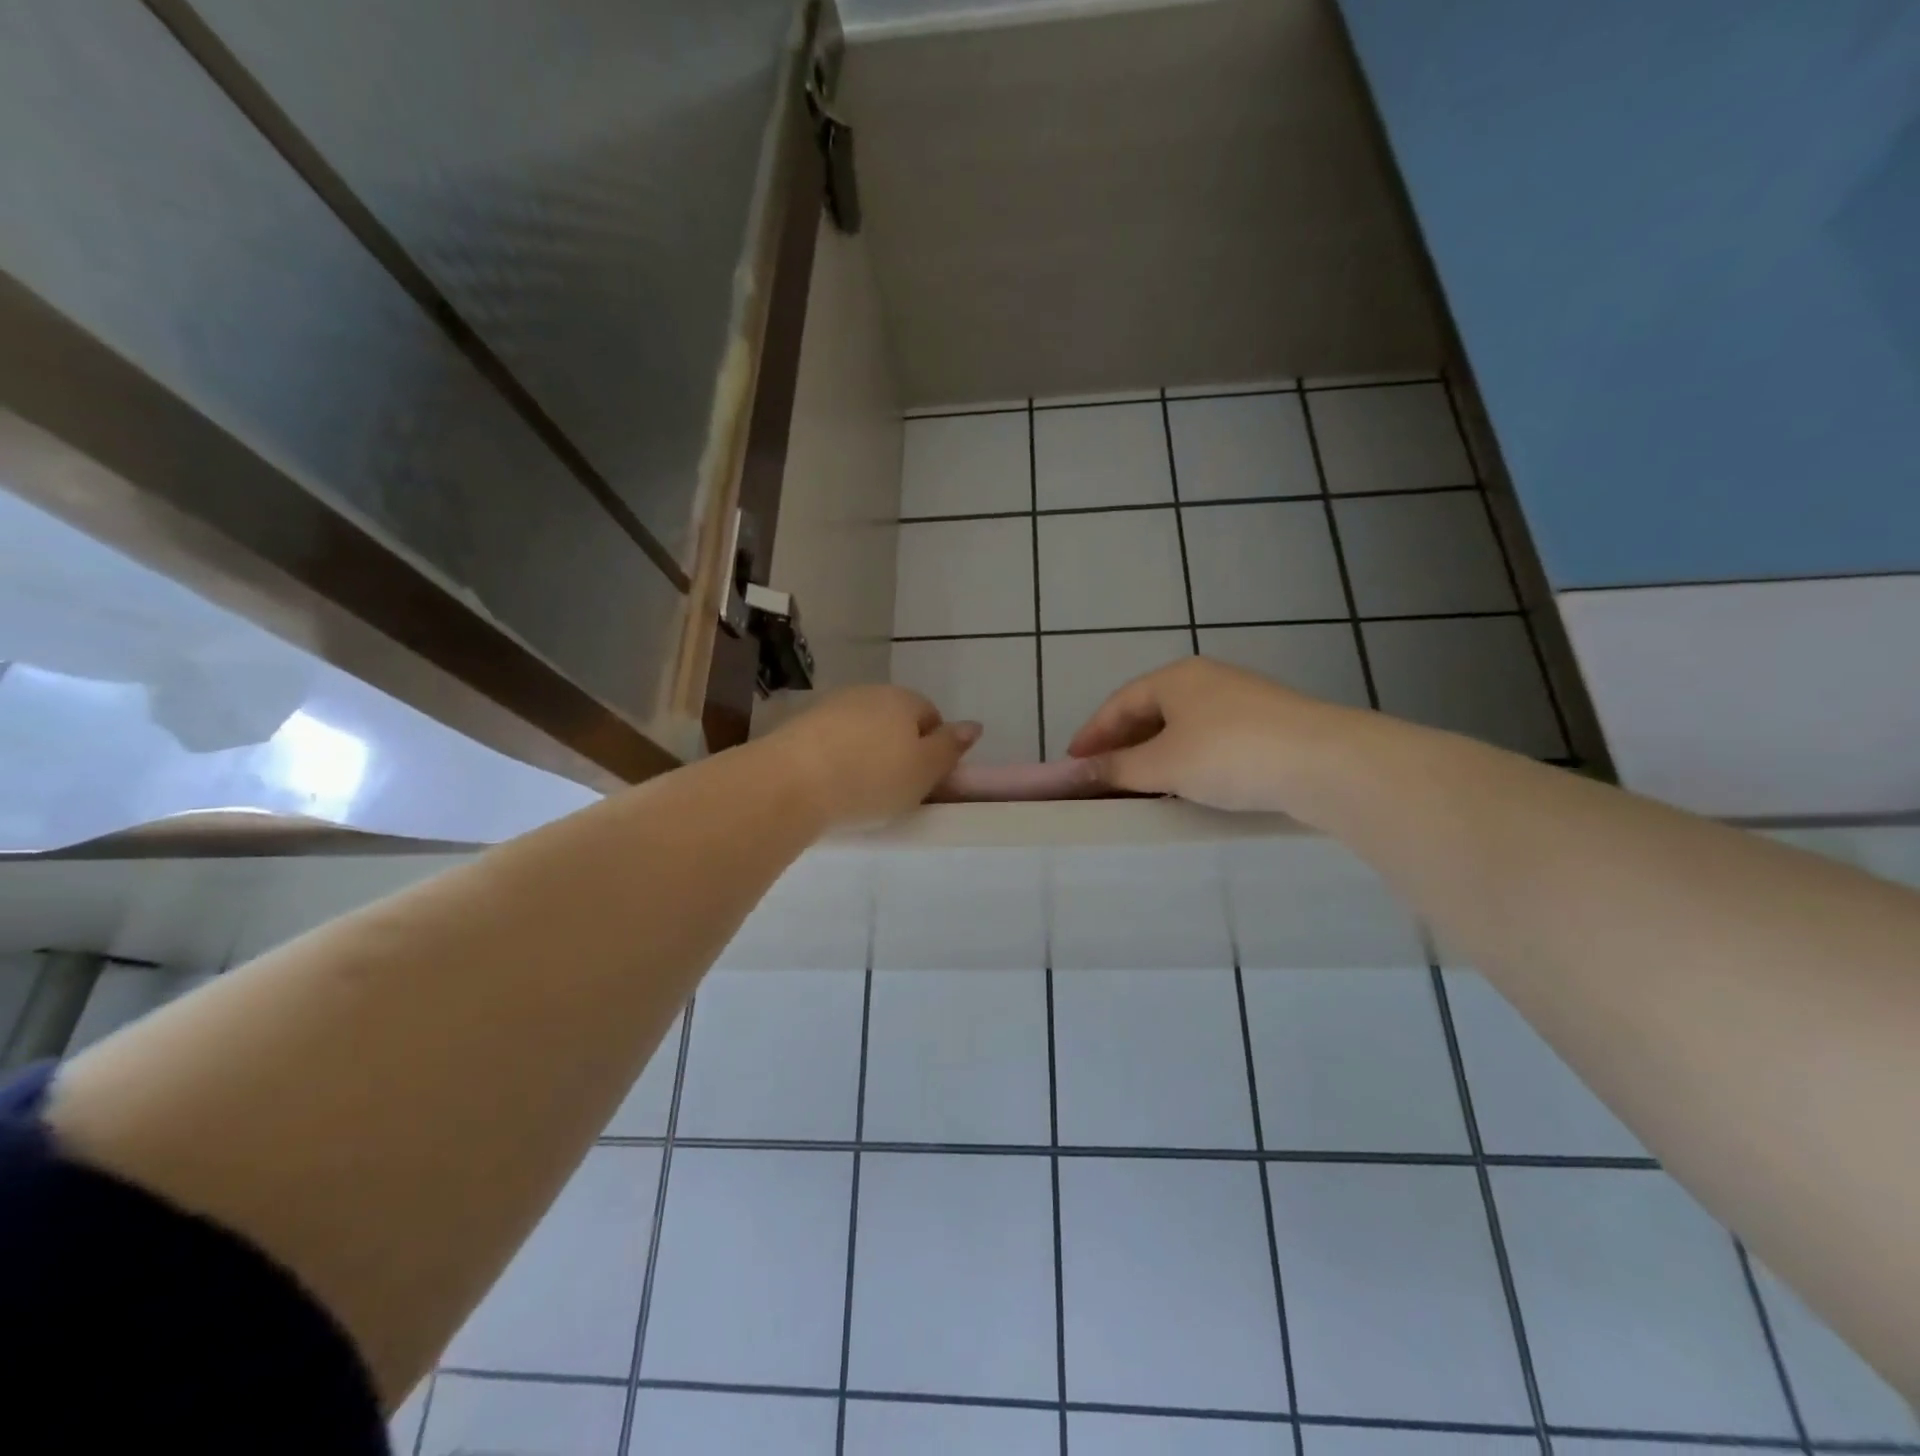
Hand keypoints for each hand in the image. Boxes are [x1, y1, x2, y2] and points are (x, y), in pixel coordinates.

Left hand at [769, 686, 981, 827]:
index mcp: (903, 699)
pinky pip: (830, 742)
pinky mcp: (798, 726)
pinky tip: (830, 786)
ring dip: (864, 754)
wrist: (790, 783)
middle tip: (894, 789)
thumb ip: (950, 747)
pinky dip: (835, 760)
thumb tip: (974, 725)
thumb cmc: (871, 779)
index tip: (923, 781)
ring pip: (861, 731)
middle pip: (894, 721)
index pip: (930, 716)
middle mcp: (867, 693)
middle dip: (897, 750)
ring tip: (859, 792)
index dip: (932, 749)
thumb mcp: (924, 771)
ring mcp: (829, 707)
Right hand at [1067, 657, 1366, 812]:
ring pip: (1181, 728)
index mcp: (1176, 678)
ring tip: (1137, 787)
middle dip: (1122, 746)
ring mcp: (1240, 701)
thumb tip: (1075, 773)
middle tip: (1101, 778)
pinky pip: (1209, 741)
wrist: (1325, 762)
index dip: (1091, 734)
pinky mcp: (1267, 727)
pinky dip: (1186, 761)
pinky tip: (1185, 786)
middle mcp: (1206, 681)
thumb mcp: (1163, 764)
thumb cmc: (1229, 754)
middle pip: (1149, 712)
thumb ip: (1117, 768)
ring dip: (1154, 756)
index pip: (1119, 703)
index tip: (1072, 764)